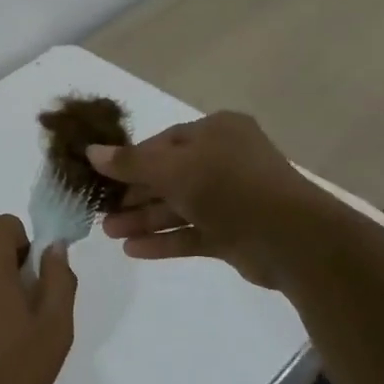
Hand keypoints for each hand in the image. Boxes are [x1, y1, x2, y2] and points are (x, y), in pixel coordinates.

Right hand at [90, 112, 338, 288]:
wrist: (293, 239)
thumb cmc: (228, 187)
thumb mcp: (171, 169)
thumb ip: (130, 162)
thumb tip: (90, 151)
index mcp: (217, 132)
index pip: (163, 142)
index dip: (131, 160)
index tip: (102, 177)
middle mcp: (225, 160)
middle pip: (168, 176)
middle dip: (133, 196)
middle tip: (101, 212)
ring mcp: (232, 199)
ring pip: (178, 207)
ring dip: (144, 220)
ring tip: (110, 234)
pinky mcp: (235, 233)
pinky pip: (192, 233)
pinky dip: (165, 241)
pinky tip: (133, 251)